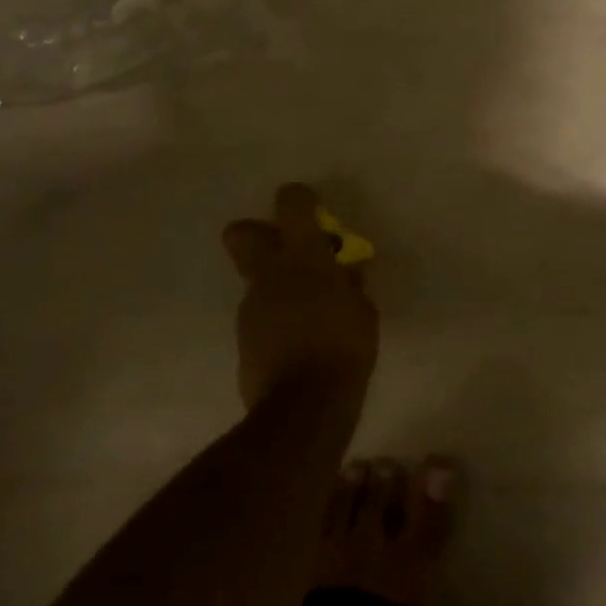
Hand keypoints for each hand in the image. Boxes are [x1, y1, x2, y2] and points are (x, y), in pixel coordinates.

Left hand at [222, 183, 378, 409]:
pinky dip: (275, 318)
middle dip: (259, 234)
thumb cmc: (345, 347)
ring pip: (254, 279)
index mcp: (303, 257)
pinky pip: (259, 314)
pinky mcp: (243, 338)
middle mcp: (269, 274)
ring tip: (307, 311)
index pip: (291, 204)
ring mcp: (251, 306)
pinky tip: (297, 339)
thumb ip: (350, 284)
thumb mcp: (364, 310)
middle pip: (241, 233)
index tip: (313, 210)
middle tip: (289, 251)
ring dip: (276, 285)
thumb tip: (344, 273)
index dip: (299, 199)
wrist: (304, 405)